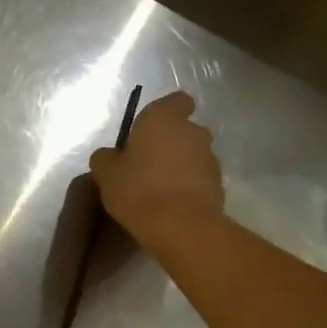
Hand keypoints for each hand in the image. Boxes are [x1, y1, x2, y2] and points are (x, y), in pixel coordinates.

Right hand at [90, 91, 224, 250]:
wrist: (179, 226)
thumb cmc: (137, 189)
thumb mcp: (105, 173)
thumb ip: (106, 157)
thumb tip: (110, 155)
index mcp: (163, 119)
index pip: (176, 101)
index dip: (166, 112)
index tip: (149, 131)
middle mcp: (193, 131)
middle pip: (183, 130)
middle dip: (170, 143)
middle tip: (147, 164)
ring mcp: (211, 158)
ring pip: (193, 155)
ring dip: (180, 165)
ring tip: (159, 189)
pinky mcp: (220, 184)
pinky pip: (200, 178)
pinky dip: (189, 186)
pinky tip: (172, 204)